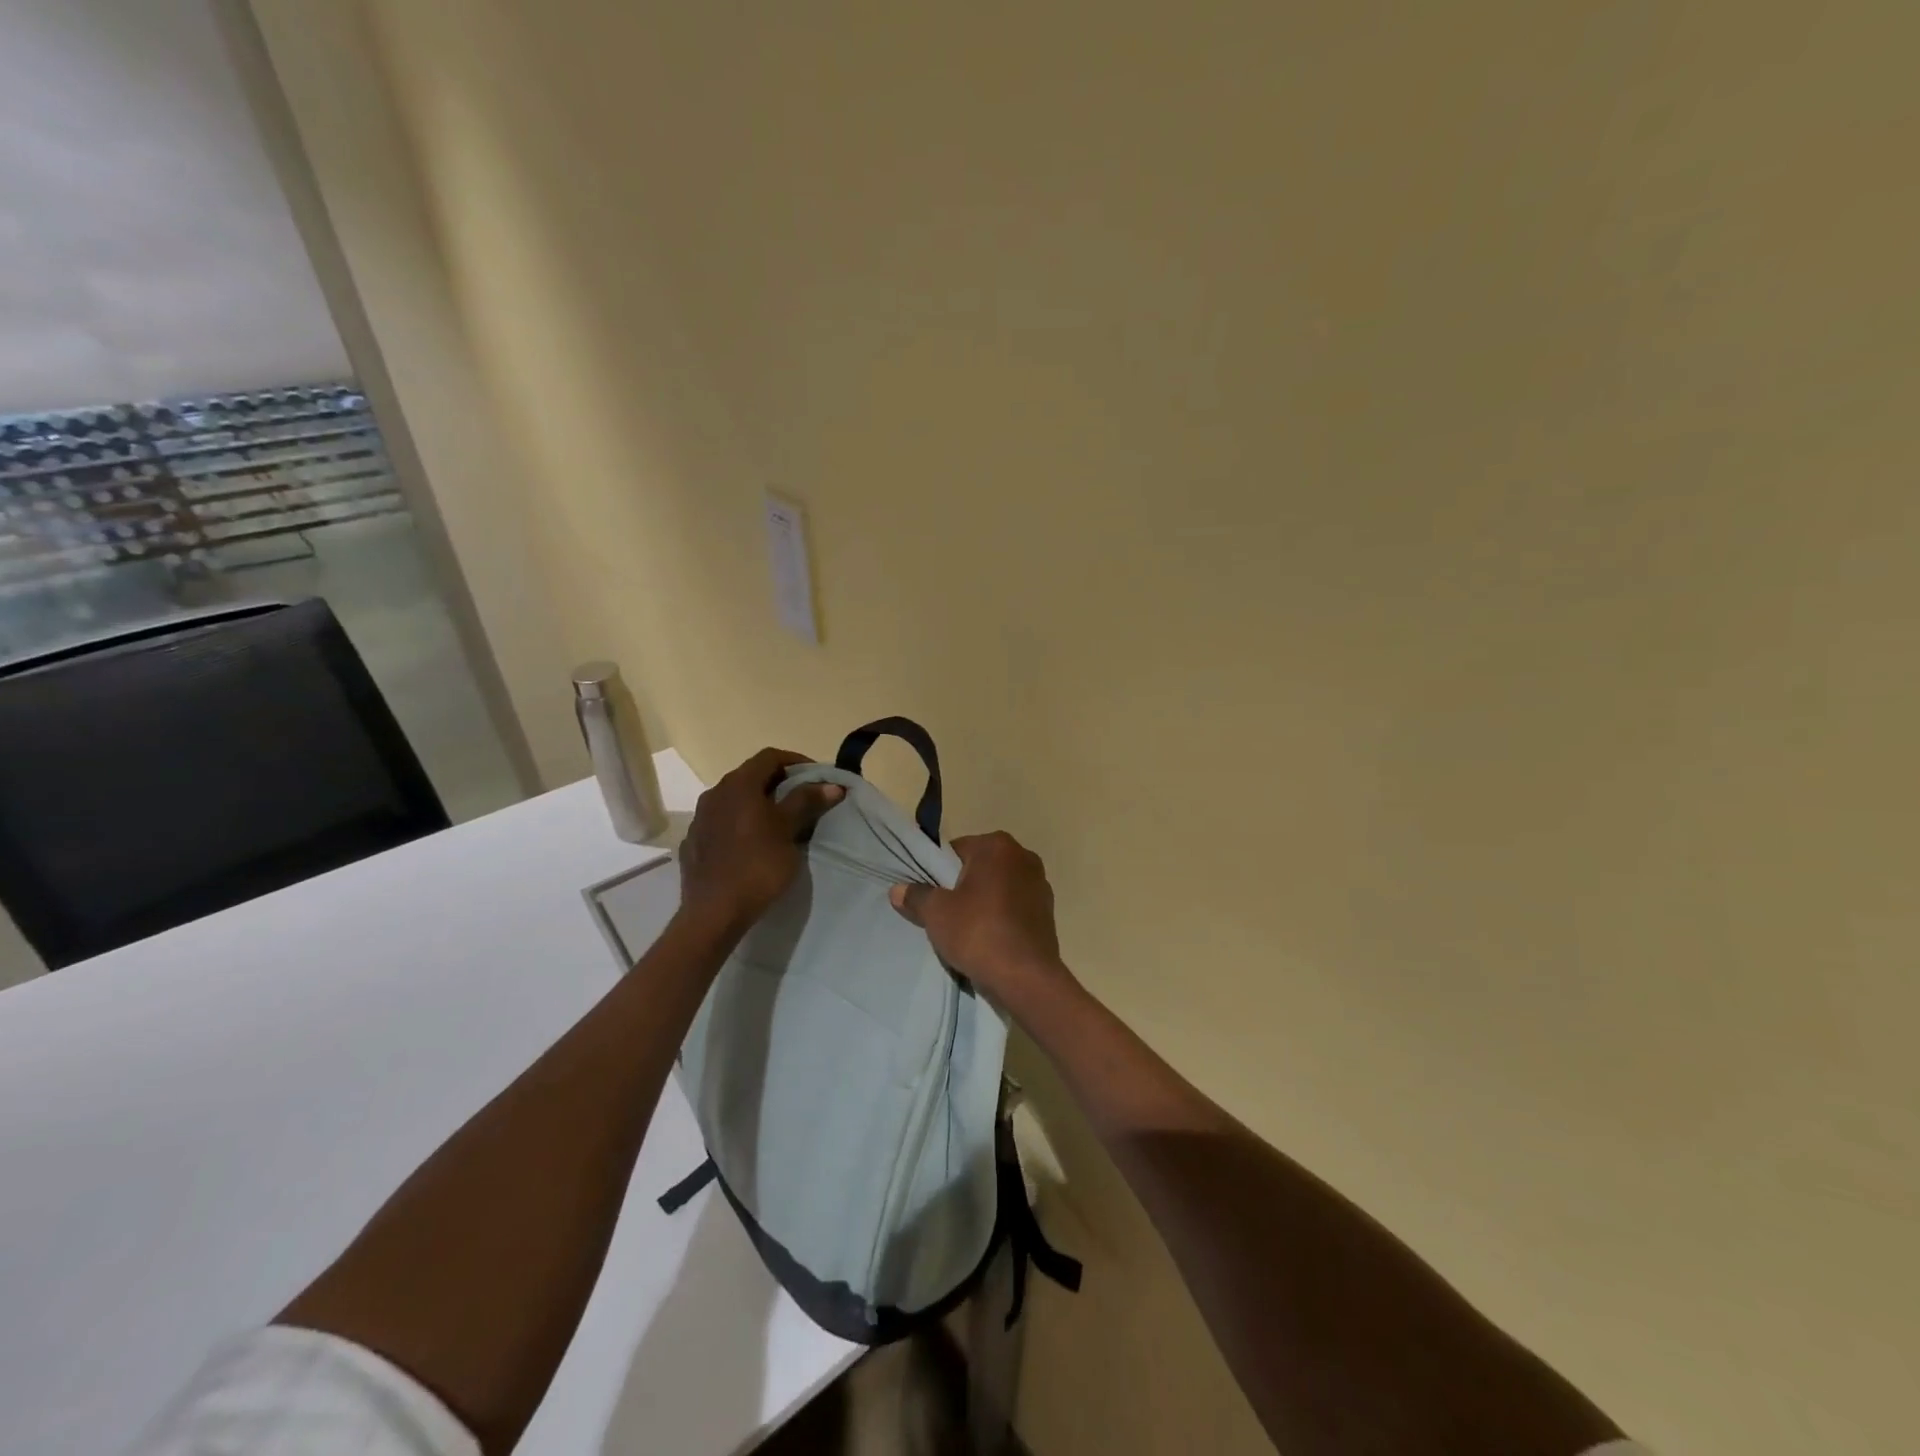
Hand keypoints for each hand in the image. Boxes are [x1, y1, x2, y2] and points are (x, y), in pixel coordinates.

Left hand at [679, 748, 843, 934]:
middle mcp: (715, 793)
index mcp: (738, 785)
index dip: (796, 761)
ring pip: (735, 799)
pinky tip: (752, 843)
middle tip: (803, 798)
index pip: (770, 757)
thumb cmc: (757, 865)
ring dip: (758, 803)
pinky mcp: (694, 842)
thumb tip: (831, 784)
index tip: (817, 777)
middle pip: (751, 776)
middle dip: (779, 782)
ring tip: (780, 822)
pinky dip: (741, 823)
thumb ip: (806, 801)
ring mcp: (700, 818)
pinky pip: (722, 822)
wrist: (713, 912)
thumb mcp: (788, 830)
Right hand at [888, 832, 1073, 1012]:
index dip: (938, 872)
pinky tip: (989, 939)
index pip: (957, 850)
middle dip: (962, 886)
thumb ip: (916, 896)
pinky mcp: (1048, 911)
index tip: (930, 896)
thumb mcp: (936, 913)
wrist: (1025, 977)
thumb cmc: (978, 933)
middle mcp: (1023, 856)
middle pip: (979, 867)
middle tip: (945, 913)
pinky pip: (1014, 906)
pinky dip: (1001, 917)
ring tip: (967, 930)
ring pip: (998, 887)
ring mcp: (1039, 883)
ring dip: (983, 902)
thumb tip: (897, 890)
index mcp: (997, 846)